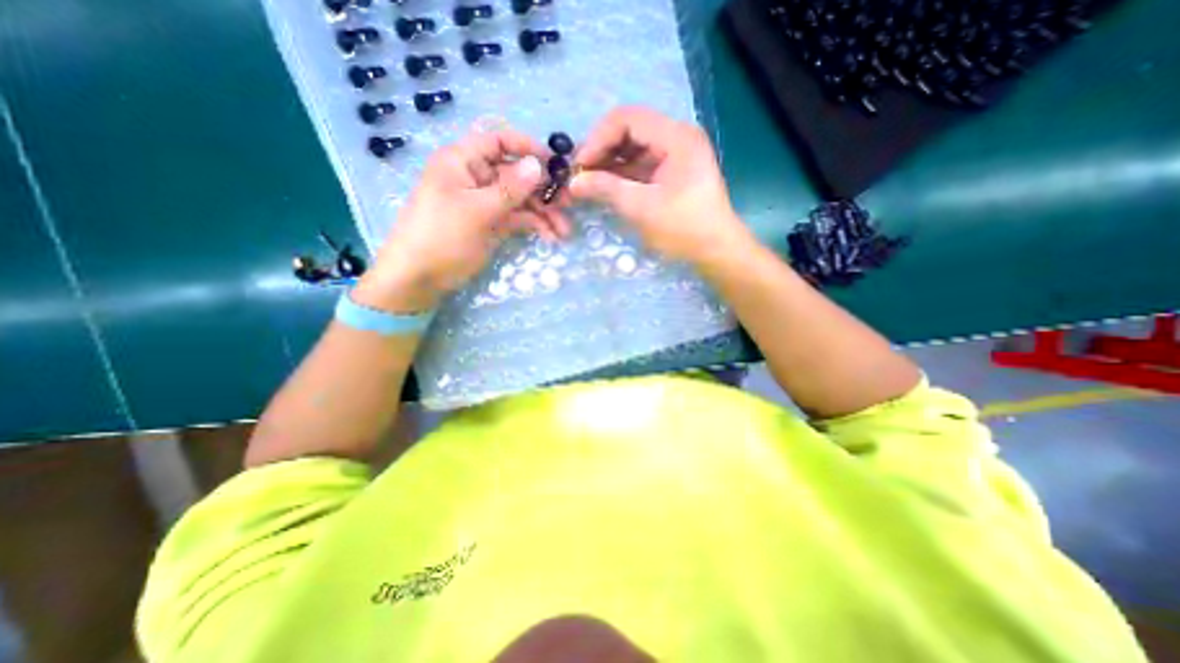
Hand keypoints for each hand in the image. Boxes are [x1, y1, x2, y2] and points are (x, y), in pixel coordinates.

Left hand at [352, 133, 570, 315]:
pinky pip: (517, 219)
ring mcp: (485, 202)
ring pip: (521, 200)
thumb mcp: (477, 211)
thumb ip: (510, 189)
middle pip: (516, 174)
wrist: (420, 277)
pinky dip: (534, 226)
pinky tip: (551, 237)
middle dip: (543, 189)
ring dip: (544, 213)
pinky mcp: (491, 224)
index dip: (528, 148)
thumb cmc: (442, 236)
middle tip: (569, 203)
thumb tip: (538, 165)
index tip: (555, 164)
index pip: (499, 142)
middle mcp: (476, 178)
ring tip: (564, 230)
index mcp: (463, 161)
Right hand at [570, 105, 750, 267]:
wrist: (715, 250)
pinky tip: (605, 186)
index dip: (598, 138)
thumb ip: (606, 189)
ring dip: (609, 162)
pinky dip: (622, 173)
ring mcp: (676, 153)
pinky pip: (641, 163)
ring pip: (633, 147)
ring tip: (588, 181)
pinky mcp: (672, 170)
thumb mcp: (642, 208)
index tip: (579, 166)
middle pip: (630, 130)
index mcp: (676, 137)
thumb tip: (574, 182)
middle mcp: (677, 136)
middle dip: (602, 150)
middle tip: (580, 173)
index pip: (627, 119)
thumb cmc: (683, 228)